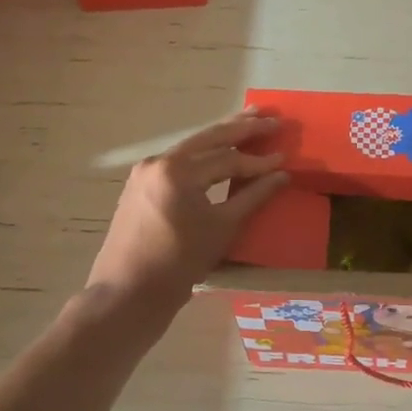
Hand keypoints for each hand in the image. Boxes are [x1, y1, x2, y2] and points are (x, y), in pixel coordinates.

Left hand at [86, 109, 288, 312]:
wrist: (127, 295)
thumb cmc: (178, 263)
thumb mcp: (221, 228)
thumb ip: (253, 196)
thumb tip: (281, 175)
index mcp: (177, 170)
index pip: (227, 159)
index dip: (258, 160)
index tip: (284, 158)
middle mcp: (158, 161)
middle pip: (207, 139)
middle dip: (240, 127)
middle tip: (269, 115)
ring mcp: (145, 173)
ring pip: (192, 149)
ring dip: (220, 138)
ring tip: (247, 124)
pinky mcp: (140, 186)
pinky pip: (178, 164)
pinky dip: (202, 157)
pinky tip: (218, 154)